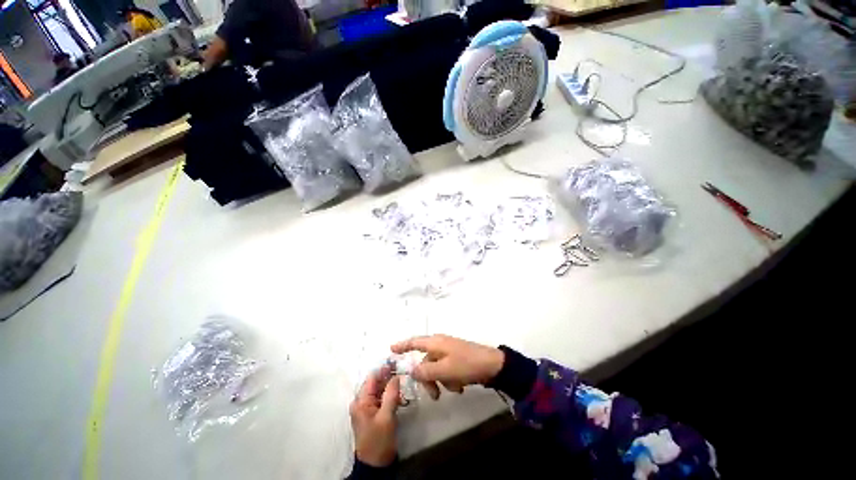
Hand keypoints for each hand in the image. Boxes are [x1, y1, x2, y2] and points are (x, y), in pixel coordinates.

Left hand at [349, 367, 400, 466]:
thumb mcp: (386, 416)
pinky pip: (381, 399)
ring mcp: (367, 408)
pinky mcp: (373, 414)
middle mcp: (361, 402)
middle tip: (403, 374)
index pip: (372, 378)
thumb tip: (396, 376)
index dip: (384, 370)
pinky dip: (390, 397)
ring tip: (403, 387)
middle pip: (376, 383)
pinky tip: (400, 399)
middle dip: (389, 379)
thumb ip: (391, 394)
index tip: (397, 364)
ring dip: (391, 388)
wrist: (376, 465)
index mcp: (360, 401)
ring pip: (380, 390)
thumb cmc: (379, 440)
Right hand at [391, 335, 504, 399]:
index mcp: (435, 342)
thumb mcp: (444, 370)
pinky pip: (446, 370)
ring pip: (436, 368)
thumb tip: (411, 370)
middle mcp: (440, 344)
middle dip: (428, 379)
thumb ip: (425, 371)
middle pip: (425, 362)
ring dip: (441, 381)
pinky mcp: (457, 359)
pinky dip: (450, 379)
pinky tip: (460, 386)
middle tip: (434, 395)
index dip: (402, 345)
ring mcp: (449, 351)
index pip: (414, 342)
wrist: (492, 365)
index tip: (391, 349)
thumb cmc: (466, 365)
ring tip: (454, 389)